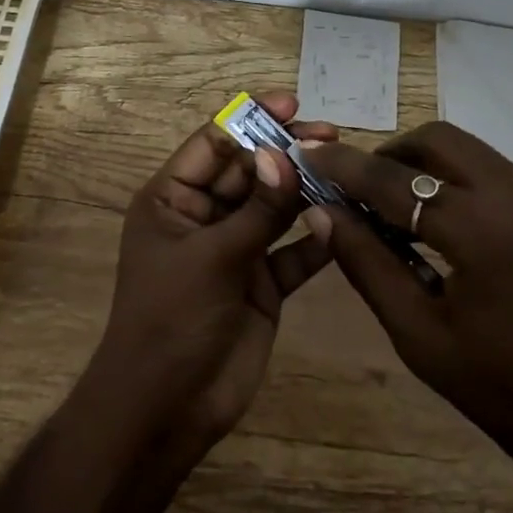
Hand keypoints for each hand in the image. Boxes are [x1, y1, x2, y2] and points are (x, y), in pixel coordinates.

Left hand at [91, 92, 336, 457]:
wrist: (168, 408)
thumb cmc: (172, 319)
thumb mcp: (212, 257)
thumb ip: (256, 208)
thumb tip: (283, 154)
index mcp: (173, 200)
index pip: (213, 144)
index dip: (249, 119)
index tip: (292, 104)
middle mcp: (204, 217)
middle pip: (249, 171)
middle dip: (285, 152)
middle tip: (331, 135)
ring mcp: (236, 250)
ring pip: (275, 208)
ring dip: (305, 191)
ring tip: (345, 170)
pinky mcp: (263, 284)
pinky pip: (293, 252)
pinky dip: (314, 239)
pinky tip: (340, 225)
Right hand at [302, 123, 512, 512]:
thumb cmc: (507, 394)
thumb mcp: (421, 336)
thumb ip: (368, 265)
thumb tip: (323, 214)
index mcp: (482, 230)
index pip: (394, 180)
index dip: (344, 167)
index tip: (307, 156)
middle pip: (438, 140)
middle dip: (389, 154)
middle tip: (357, 190)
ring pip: (468, 152)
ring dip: (423, 166)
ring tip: (392, 210)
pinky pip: (493, 173)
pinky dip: (455, 182)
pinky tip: (439, 225)